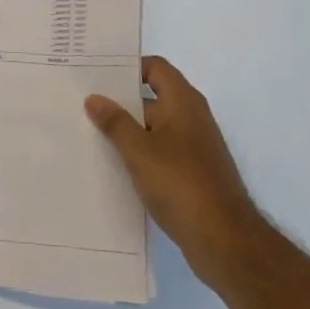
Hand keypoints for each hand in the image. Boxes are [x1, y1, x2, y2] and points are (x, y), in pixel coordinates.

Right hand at [86, 56, 261, 283]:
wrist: (225, 241)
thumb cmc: (181, 184)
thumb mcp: (139, 151)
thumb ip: (115, 122)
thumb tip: (94, 98)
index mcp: (183, 102)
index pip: (155, 68)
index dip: (128, 67)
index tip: (98, 73)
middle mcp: (192, 118)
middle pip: (152, 97)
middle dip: (120, 101)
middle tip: (84, 103)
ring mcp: (194, 147)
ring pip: (154, 128)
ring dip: (127, 131)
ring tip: (90, 134)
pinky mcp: (193, 174)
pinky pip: (160, 153)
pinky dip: (140, 155)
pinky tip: (114, 167)